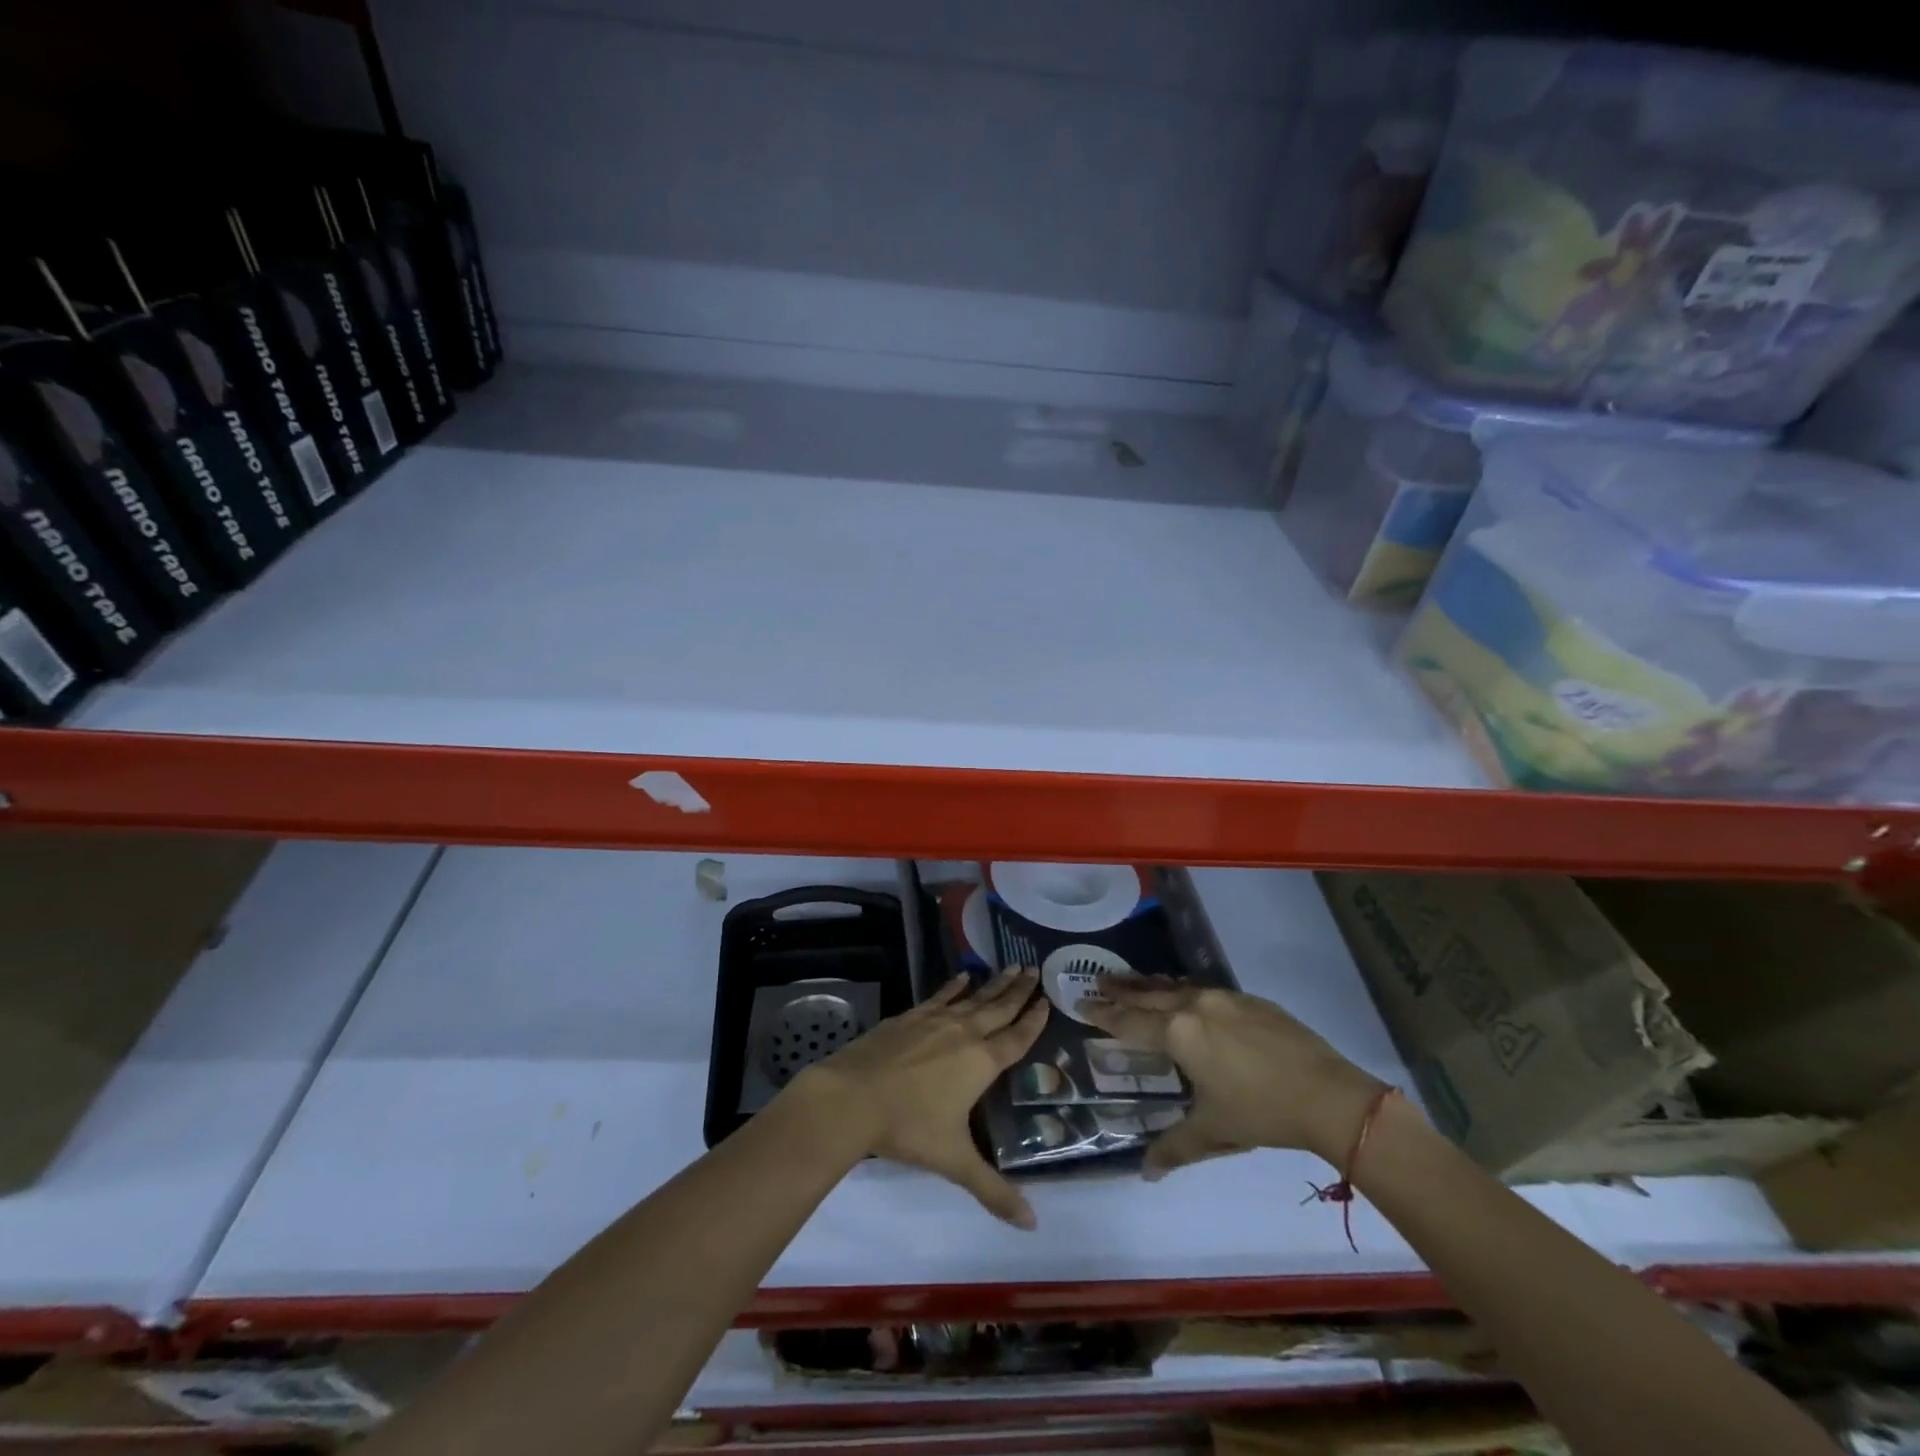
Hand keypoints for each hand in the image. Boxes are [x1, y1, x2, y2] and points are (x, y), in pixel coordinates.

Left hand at [789, 967, 1047, 1228]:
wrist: (853, 1096)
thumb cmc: (909, 1127)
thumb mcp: (955, 1161)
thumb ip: (993, 1190)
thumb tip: (1032, 1224)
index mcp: (981, 1062)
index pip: (1016, 1038)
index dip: (1033, 1020)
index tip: (1047, 999)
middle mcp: (964, 1033)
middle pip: (999, 1008)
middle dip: (1018, 991)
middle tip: (1035, 969)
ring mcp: (935, 1021)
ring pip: (973, 998)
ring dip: (993, 983)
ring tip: (1012, 965)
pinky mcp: (910, 1017)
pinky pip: (940, 996)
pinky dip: (954, 986)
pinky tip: (963, 977)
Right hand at [1082, 978, 1383, 1178]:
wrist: (1328, 1095)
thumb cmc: (1260, 1112)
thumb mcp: (1212, 1132)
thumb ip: (1174, 1148)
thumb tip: (1145, 1173)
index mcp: (1178, 1033)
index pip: (1129, 1021)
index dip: (1103, 1014)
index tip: (1081, 1003)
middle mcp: (1195, 1005)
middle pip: (1148, 994)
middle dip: (1121, 989)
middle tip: (1099, 982)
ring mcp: (1225, 998)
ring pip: (1176, 985)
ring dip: (1150, 985)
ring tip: (1133, 982)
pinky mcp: (1251, 1000)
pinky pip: (1203, 988)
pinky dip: (1182, 989)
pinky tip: (1185, 994)